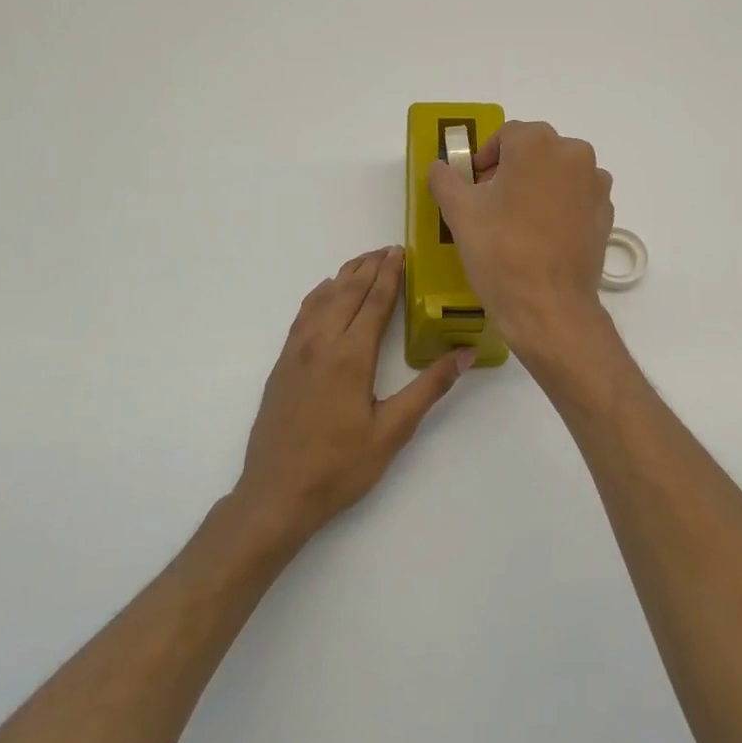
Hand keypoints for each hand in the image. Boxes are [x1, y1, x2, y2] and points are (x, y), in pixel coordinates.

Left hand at [236, 247, 471, 543]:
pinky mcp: (282, 364)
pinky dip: (319, 295)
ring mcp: (296, 352)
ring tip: (363, 262)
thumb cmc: (340, 466)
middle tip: (388, 248)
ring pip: (322, 299)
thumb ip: (429, 388)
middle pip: (347, 292)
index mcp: (351, 356)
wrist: (276, 494)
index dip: (390, 274)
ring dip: (344, 276)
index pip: (375, 302)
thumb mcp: (393, 431)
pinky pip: (303, 315)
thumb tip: (466, 353)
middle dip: (369, 266)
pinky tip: (325, 293)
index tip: (401, 251)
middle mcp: (321, 343)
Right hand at [428, 121, 613, 353]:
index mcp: (537, 144)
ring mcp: (596, 185)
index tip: (473, 183)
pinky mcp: (606, 214)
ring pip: (559, 173)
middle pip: (536, 151)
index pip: (506, 135)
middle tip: (490, 201)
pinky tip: (542, 236)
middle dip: (511, 169)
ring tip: (517, 220)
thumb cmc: (500, 251)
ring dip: (537, 186)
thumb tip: (439, 166)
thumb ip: (444, 179)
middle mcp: (574, 154)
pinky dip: (559, 206)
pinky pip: (577, 198)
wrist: (548, 306)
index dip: (485, 157)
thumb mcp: (459, 212)